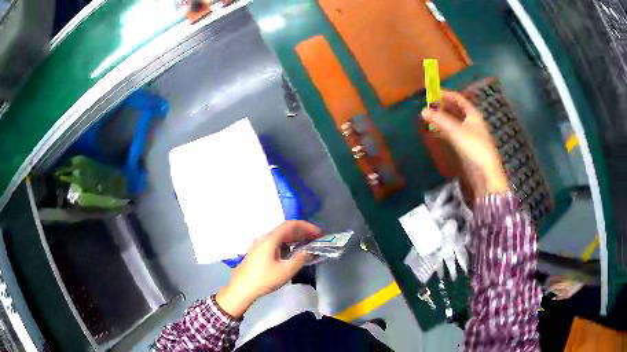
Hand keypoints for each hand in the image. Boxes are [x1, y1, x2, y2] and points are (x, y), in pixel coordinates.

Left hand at [215, 220, 320, 317]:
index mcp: (270, 239)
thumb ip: (300, 259)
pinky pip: (275, 244)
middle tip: (316, 239)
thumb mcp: (285, 271)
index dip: (306, 226)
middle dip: (302, 232)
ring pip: (280, 237)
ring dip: (294, 239)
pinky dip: (287, 245)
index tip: (319, 233)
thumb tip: (309, 251)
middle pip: (285, 230)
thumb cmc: (264, 279)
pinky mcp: (257, 253)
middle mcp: (264, 239)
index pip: (290, 225)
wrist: (241, 289)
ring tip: (308, 245)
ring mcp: (259, 246)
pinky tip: (293, 253)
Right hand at [421, 90, 507, 196]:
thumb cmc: (474, 146)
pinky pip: (452, 133)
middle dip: (442, 106)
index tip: (432, 93)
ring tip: (428, 117)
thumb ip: (440, 120)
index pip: (458, 99)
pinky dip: (443, 130)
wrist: (485, 172)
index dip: (446, 94)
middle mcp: (471, 121)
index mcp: (473, 114)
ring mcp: (468, 134)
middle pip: (455, 109)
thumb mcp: (456, 131)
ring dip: (441, 119)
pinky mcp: (465, 145)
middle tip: (428, 106)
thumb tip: (423, 110)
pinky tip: (435, 132)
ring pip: (453, 122)